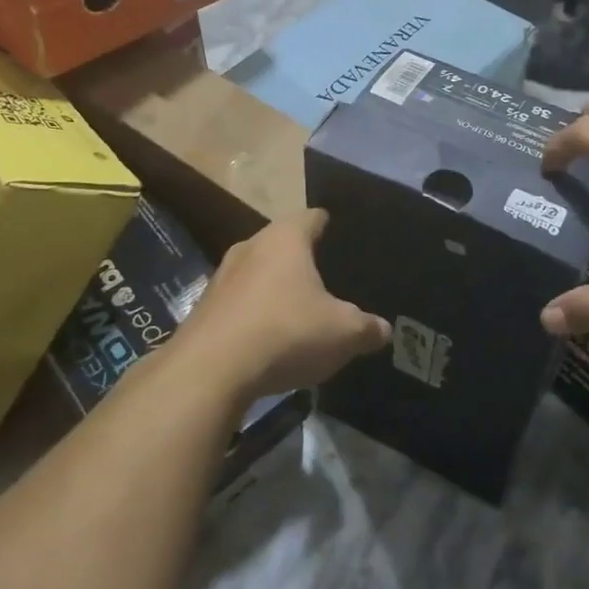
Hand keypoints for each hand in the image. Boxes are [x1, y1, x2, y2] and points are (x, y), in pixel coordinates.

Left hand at [178, 210, 389, 401]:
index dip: (331, 227)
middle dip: (304, 261)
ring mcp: (222, 275)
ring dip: (276, 289)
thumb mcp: (343, 333)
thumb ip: (368, 328)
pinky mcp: (204, 307)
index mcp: (286, 238)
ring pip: (259, 273)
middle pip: (284, 244)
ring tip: (300, 312)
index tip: (345, 242)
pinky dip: (255, 314)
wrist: (209, 371)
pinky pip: (240, 302)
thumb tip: (383, 330)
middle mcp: (251, 245)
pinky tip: (269, 339)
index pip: (314, 217)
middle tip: (329, 283)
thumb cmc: (286, 332)